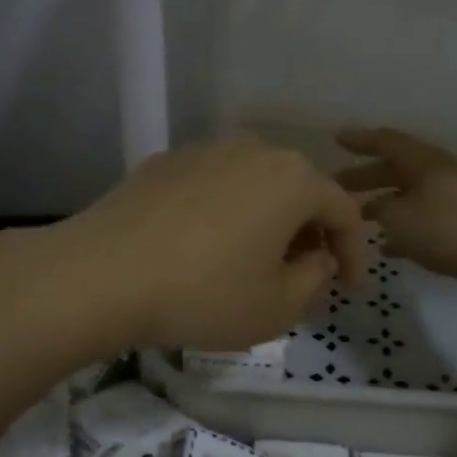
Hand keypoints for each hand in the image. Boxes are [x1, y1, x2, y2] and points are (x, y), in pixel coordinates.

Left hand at [55, 133, 370, 350]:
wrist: (100, 274)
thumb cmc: (203, 293)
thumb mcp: (277, 307)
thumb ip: (315, 280)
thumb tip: (316, 259)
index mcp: (292, 178)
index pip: (345, 211)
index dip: (355, 254)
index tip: (348, 290)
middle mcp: (253, 149)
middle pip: (299, 191)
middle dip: (310, 234)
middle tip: (303, 276)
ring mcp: (204, 149)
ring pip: (255, 185)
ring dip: (266, 220)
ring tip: (253, 261)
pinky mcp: (165, 161)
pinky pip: (213, 186)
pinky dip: (224, 212)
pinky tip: (203, 247)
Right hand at [336, 127, 456, 281]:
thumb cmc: (450, 226)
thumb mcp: (401, 217)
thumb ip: (381, 208)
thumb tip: (376, 207)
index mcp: (422, 161)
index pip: (384, 141)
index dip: (360, 140)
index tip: (336, 139)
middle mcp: (438, 173)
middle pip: (396, 168)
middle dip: (366, 176)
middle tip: (338, 185)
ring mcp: (455, 199)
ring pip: (410, 196)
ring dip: (385, 204)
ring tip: (360, 218)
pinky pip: (425, 221)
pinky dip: (405, 230)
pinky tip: (389, 248)